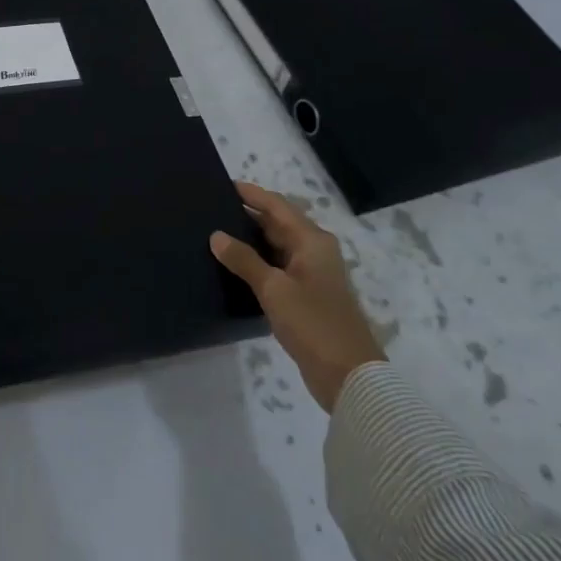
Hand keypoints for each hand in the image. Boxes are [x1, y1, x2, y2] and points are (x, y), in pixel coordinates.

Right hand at [210, 182, 385, 411]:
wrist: (349, 376)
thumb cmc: (313, 323)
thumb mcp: (274, 289)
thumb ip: (244, 260)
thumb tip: (216, 235)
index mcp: (312, 241)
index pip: (276, 205)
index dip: (251, 194)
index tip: (222, 184)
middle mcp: (314, 251)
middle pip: (277, 223)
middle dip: (247, 214)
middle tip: (211, 208)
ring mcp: (311, 274)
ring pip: (276, 246)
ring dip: (250, 239)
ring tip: (215, 233)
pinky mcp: (306, 296)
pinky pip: (277, 267)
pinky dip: (257, 262)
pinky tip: (233, 266)